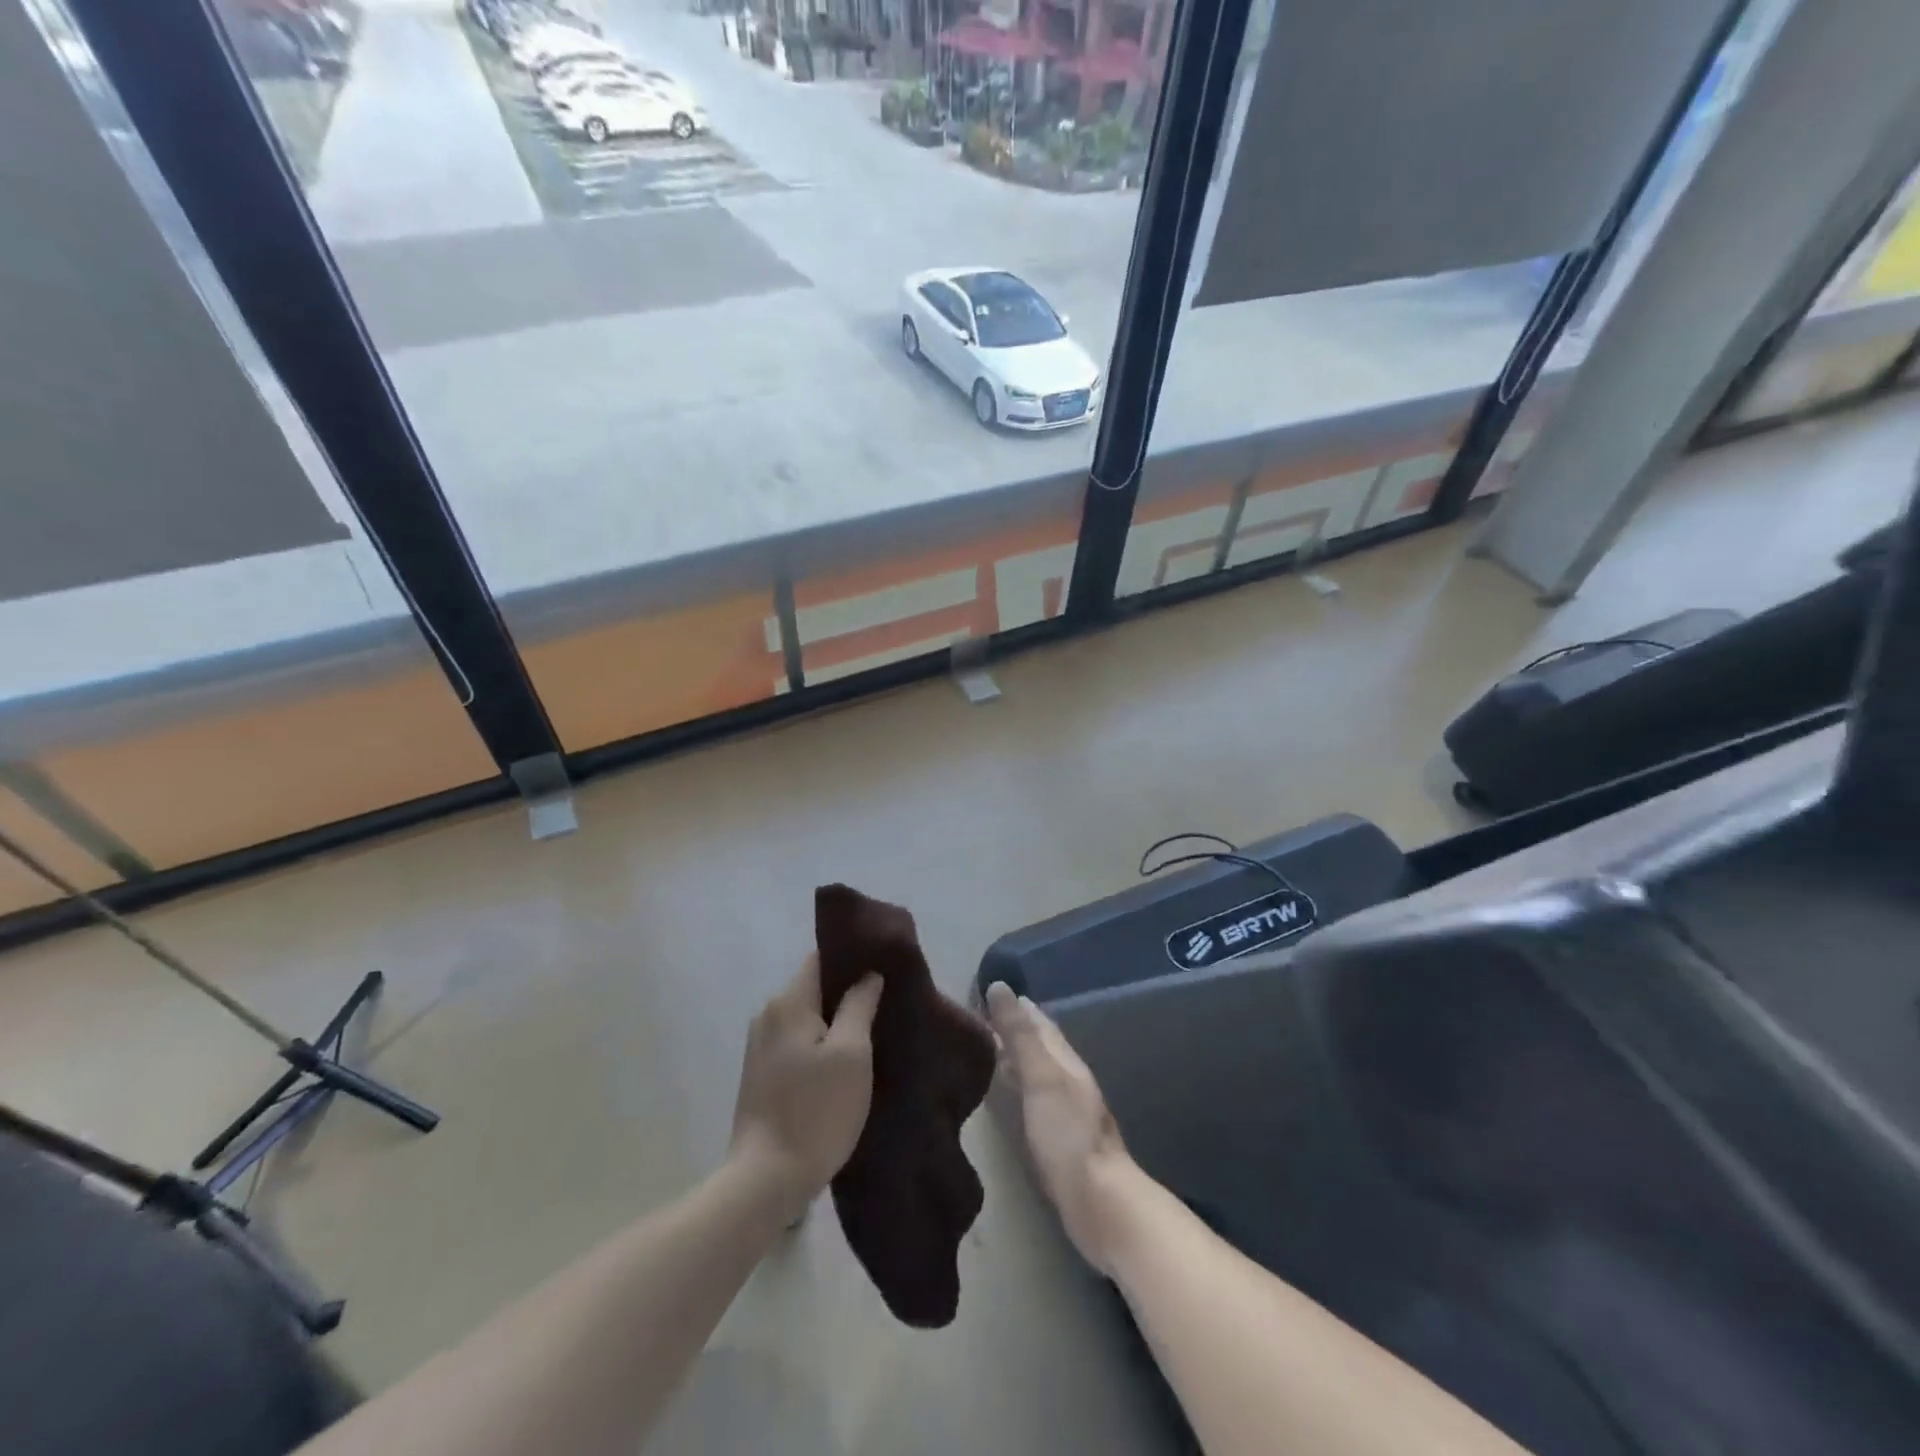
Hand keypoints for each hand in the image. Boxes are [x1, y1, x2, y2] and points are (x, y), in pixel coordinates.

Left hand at [729, 955, 883, 1221]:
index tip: (883, 966)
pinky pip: (797, 1042)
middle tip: (885, 1004)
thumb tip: (868, 974)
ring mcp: (760, 1046)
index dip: (852, 958)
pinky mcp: (760, 1074)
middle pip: (814, 988)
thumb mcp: (851, 1054)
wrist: (766, 1181)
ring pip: (806, 1017)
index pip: (821, 958)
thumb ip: (859, 1005)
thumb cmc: (816, 1111)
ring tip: (870, 1034)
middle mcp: (768, 1015)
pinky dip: (820, 1044)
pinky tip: (843, 1064)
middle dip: (847, 993)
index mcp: (788, 1002)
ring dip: (835, 1022)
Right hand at [986, 982, 1136, 1274]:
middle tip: (980, 1018)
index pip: (1039, 1023)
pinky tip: (1006, 1097)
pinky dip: (1018, 1089)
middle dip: (1014, 1029)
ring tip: (987, 1051)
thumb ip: (1020, 1034)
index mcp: (1065, 1061)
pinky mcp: (1058, 1141)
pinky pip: (1034, 1101)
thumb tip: (999, 986)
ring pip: (1037, 1073)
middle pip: (1040, 1046)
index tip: (988, 991)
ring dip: (1016, 1058)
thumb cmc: (1068, 1135)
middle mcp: (1068, 1080)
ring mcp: (1066, 1112)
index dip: (1016, 1006)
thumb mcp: (1041, 1077)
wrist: (1100, 1204)